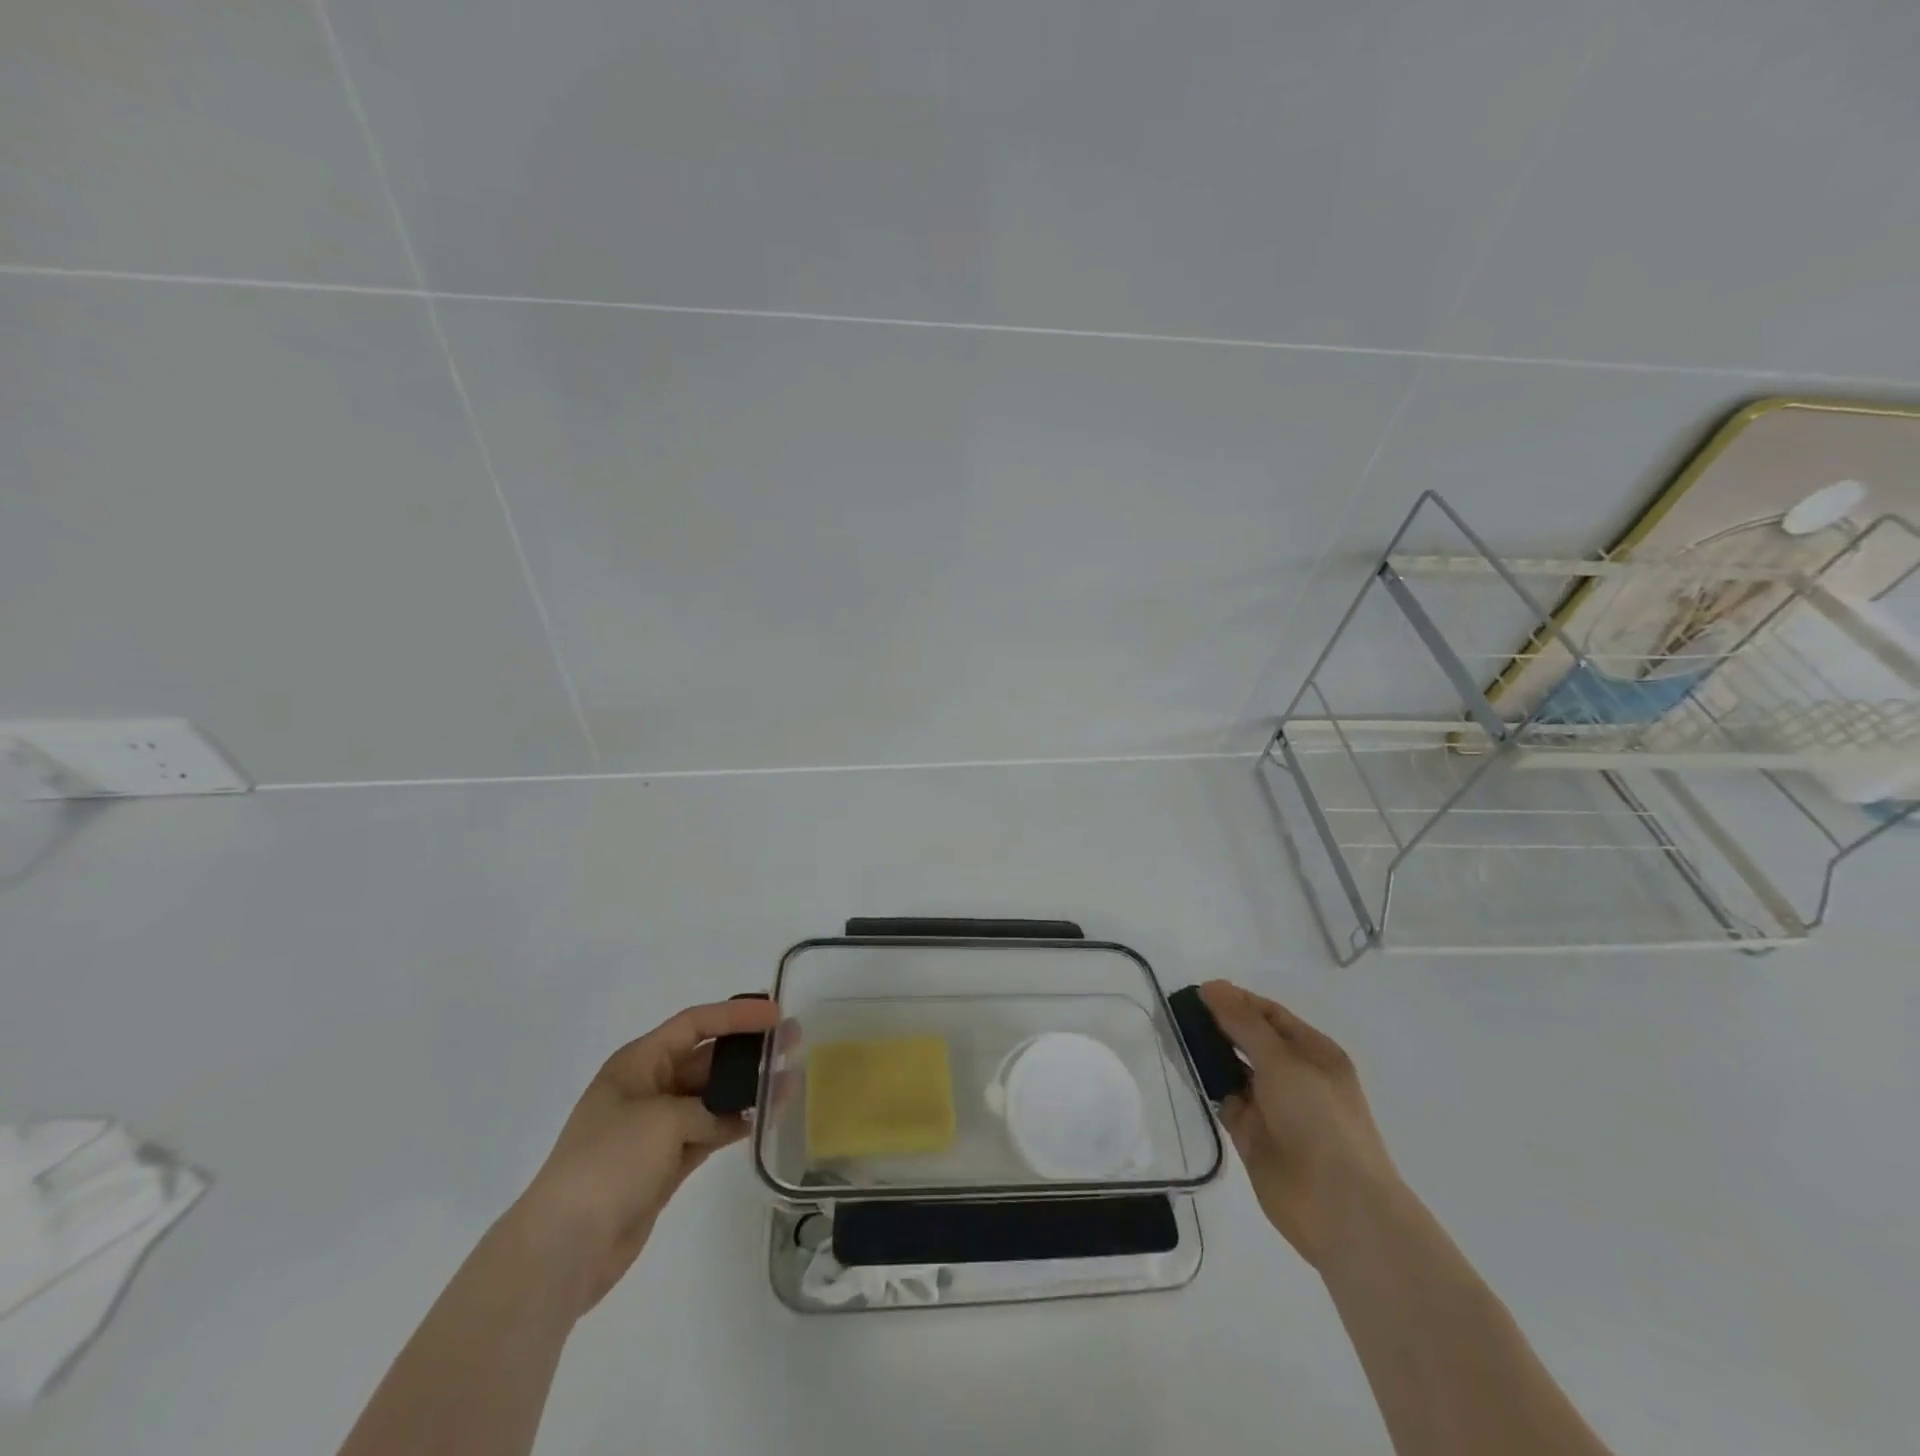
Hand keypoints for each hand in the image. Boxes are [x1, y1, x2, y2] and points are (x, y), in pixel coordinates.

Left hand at [506, 997, 780, 1313]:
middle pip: (707, 1058)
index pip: (694, 1024)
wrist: (565, 1246)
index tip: (775, 1013)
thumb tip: (739, 1117)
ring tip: (790, 1081)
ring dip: (748, 1089)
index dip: (735, 1015)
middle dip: (748, 1050)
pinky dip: (737, 1124)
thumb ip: (709, 1109)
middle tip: (791, 1042)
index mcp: (638, 1063)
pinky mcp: (667, 1163)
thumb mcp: (662, 1120)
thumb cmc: (608, 1163)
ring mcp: (658, 1127)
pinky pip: (710, 1131)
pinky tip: (766, 1118)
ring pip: (714, 1097)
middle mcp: (649, 1087)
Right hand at [1199, 981, 1400, 1267]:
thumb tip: (1212, 986)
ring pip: (1233, 1068)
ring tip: (1171, 1034)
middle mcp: (1293, 1075)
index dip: (1236, 1000)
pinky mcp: (1251, 1133)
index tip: (1198, 992)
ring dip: (1208, 1052)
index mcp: (1313, 1052)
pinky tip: (1181, 1068)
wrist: (1339, 1207)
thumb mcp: (1282, 1061)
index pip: (1269, 1014)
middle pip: (1249, 1038)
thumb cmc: (1319, 1120)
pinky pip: (1224, 1098)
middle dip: (1218, 1024)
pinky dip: (1205, 1084)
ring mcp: (1272, 1105)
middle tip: (1177, 1011)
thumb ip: (1244, 1023)